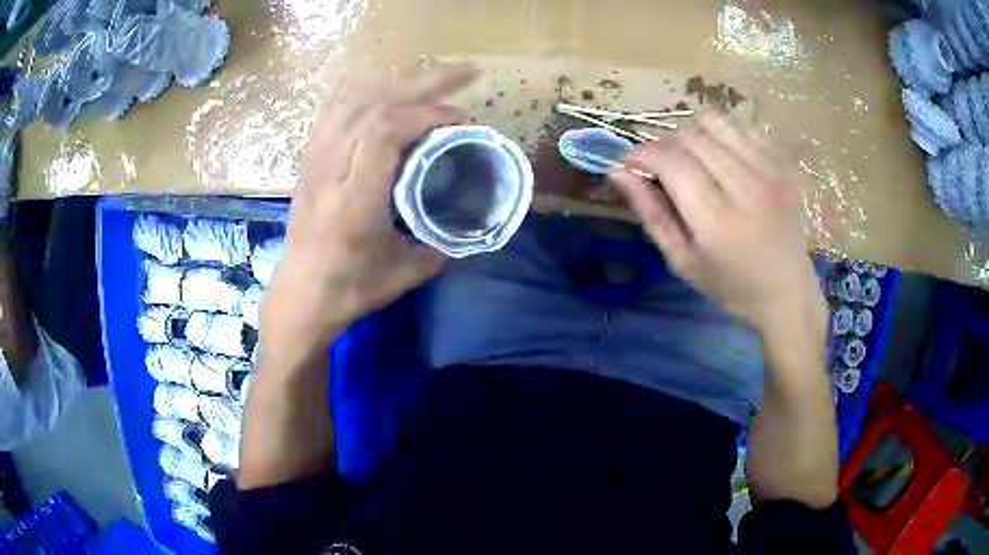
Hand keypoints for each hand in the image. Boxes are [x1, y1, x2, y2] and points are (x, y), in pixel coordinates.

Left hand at [261, 62, 477, 359]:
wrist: (299, 295)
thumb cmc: (349, 289)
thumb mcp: (405, 272)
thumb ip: (440, 241)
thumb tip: (468, 216)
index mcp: (354, 199)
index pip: (385, 130)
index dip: (427, 114)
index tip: (459, 121)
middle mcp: (329, 169)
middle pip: (373, 103)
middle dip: (425, 82)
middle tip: (466, 75)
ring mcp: (314, 158)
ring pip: (355, 97)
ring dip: (399, 80)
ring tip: (434, 75)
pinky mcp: (309, 156)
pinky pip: (334, 105)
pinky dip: (366, 87)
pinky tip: (387, 83)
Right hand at [611, 112, 824, 336]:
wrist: (788, 292)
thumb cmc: (731, 286)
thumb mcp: (682, 261)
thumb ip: (651, 214)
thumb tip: (618, 172)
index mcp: (718, 221)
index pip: (671, 161)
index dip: (642, 153)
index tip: (631, 164)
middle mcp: (747, 188)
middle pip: (691, 135)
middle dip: (664, 143)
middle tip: (662, 166)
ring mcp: (771, 172)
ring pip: (715, 122)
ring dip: (692, 133)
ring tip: (690, 157)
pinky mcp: (784, 165)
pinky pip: (742, 128)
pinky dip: (721, 135)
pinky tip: (721, 158)